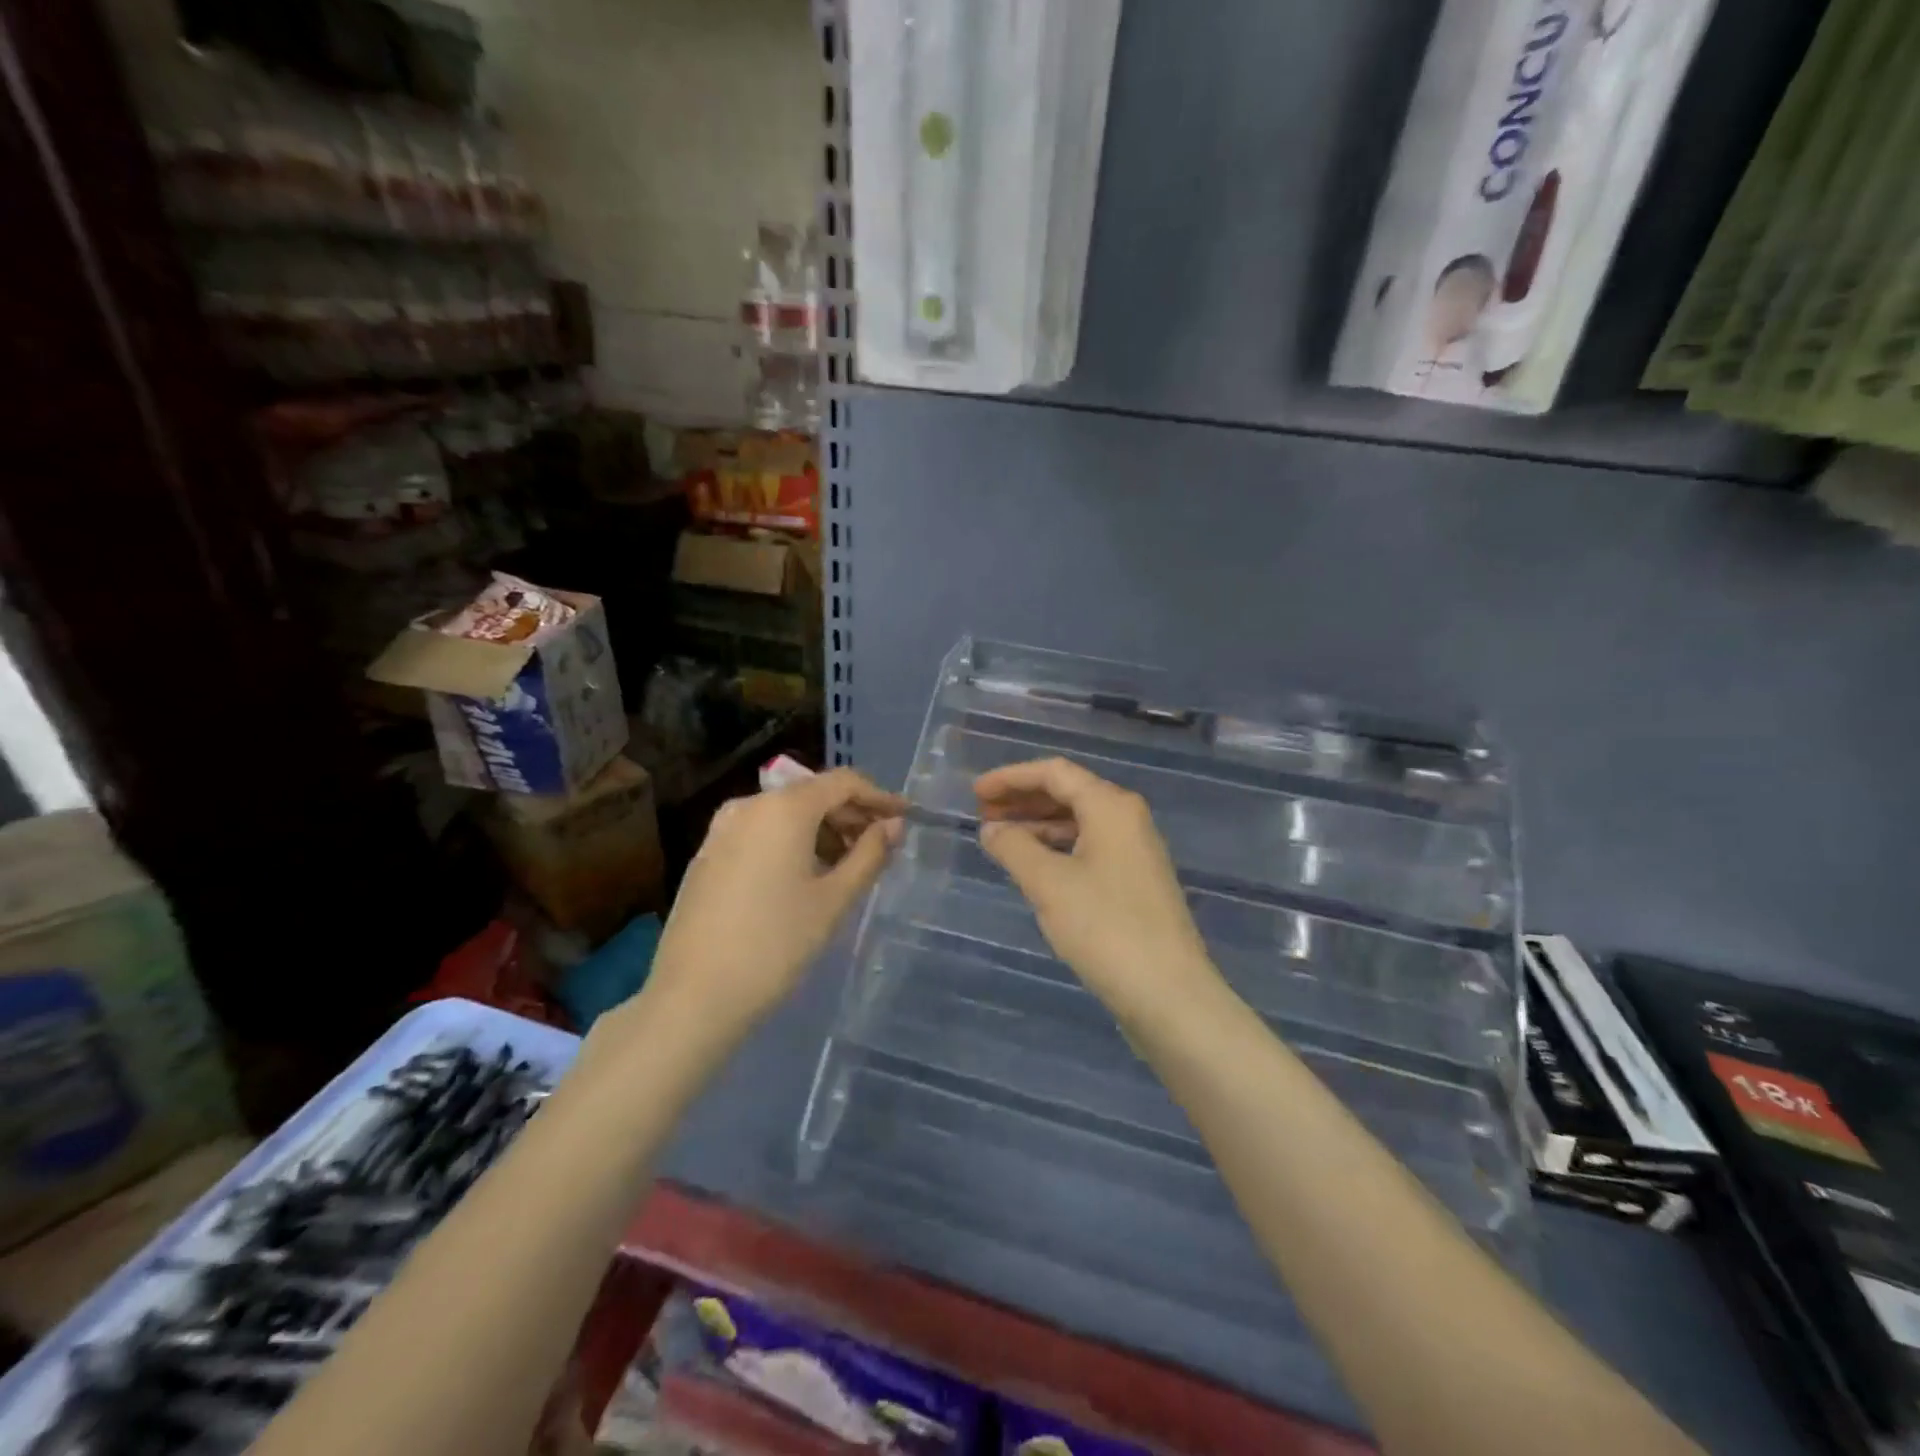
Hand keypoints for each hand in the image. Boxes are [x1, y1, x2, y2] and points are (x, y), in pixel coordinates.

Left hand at [648, 768, 904, 1036]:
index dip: (879, 796)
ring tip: (848, 866)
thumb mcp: (833, 900)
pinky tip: (806, 876)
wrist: (693, 996)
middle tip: (882, 846)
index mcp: (783, 808)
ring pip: (785, 814)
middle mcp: (749, 805)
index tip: (906, 817)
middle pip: (812, 794)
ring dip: (822, 831)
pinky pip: (761, 832)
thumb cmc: (775, 944)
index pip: (842, 783)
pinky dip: (792, 842)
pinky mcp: (708, 854)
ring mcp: (722, 829)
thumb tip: (894, 825)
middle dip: (851, 815)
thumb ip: (869, 854)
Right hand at [975, 758, 1219, 1023]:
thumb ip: (1014, 847)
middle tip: (982, 815)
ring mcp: (1135, 852)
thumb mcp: (1048, 883)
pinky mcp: (1135, 882)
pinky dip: (1057, 849)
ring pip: (1079, 823)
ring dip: (1038, 826)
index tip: (975, 793)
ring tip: (1000, 841)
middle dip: (1023, 800)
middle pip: (1068, 793)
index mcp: (1111, 806)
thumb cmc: (1104, 927)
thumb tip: (991, 829)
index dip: (1011, 777)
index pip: (1055, 772)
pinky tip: (1034, 868)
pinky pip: (1088, 848)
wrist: (1168, 993)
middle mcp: (1127, 819)